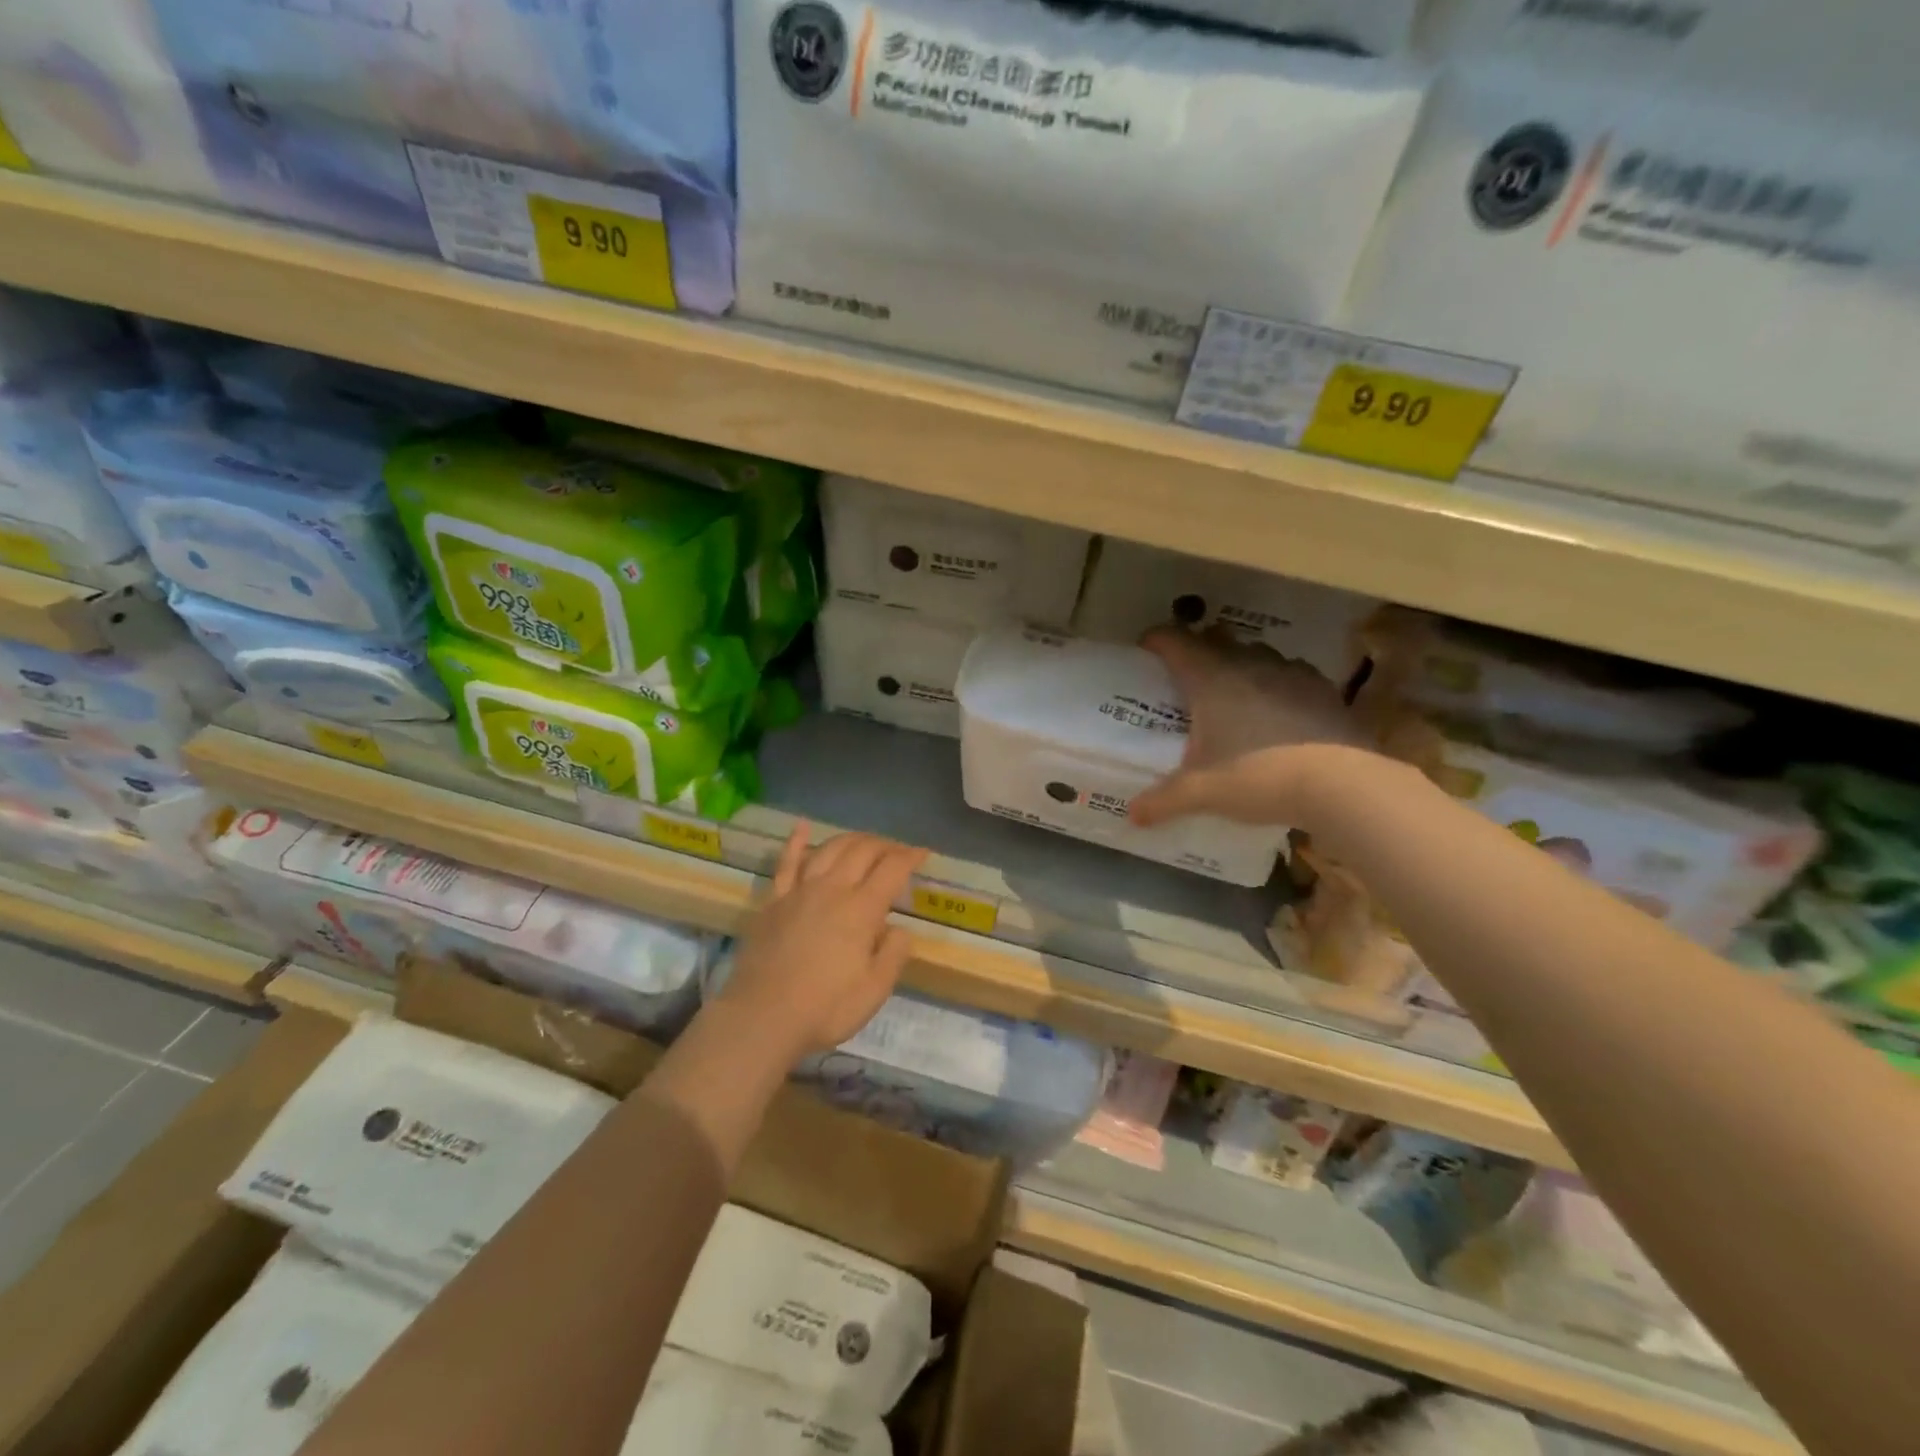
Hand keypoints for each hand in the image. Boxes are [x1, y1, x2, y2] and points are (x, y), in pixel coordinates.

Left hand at [719, 825, 927, 1059]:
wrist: (761, 1018)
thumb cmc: (825, 1009)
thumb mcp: (875, 990)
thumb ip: (894, 954)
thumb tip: (898, 929)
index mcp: (861, 909)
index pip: (892, 869)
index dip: (911, 857)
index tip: (923, 854)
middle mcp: (832, 889)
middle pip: (862, 851)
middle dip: (885, 845)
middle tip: (898, 851)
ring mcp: (799, 891)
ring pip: (829, 849)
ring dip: (852, 839)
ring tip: (865, 841)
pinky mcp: (774, 900)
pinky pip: (786, 862)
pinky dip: (796, 841)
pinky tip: (802, 826)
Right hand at [1131, 626, 1361, 828]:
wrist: (1340, 784)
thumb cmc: (1257, 777)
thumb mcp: (1201, 793)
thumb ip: (1163, 801)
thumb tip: (1132, 815)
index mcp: (1212, 679)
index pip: (1176, 643)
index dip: (1157, 640)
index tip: (1146, 645)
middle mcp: (1250, 665)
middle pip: (1218, 640)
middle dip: (1200, 648)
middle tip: (1188, 672)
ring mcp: (1292, 674)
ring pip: (1259, 654)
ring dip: (1243, 663)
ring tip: (1236, 689)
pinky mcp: (1325, 691)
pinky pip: (1294, 675)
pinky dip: (1280, 684)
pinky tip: (1282, 710)